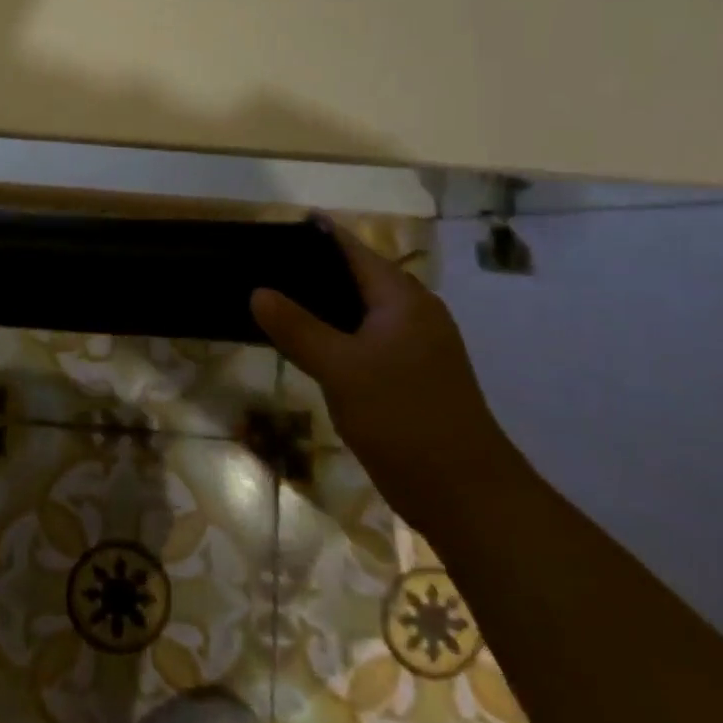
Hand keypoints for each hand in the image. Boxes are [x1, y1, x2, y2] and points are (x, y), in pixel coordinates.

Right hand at [251, 222, 525, 535]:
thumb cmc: (404, 418)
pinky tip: (299, 342)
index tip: (270, 229)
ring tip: (268, 298)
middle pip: (353, 276)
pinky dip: (330, 333)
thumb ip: (297, 327)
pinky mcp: (407, 374)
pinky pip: (360, 338)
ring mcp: (412, 345)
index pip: (352, 250)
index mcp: (403, 299)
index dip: (313, 236)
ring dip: (317, 304)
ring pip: (356, 310)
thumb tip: (257, 292)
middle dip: (309, 269)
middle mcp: (411, 312)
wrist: (465, 494)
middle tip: (257, 265)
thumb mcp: (341, 369)